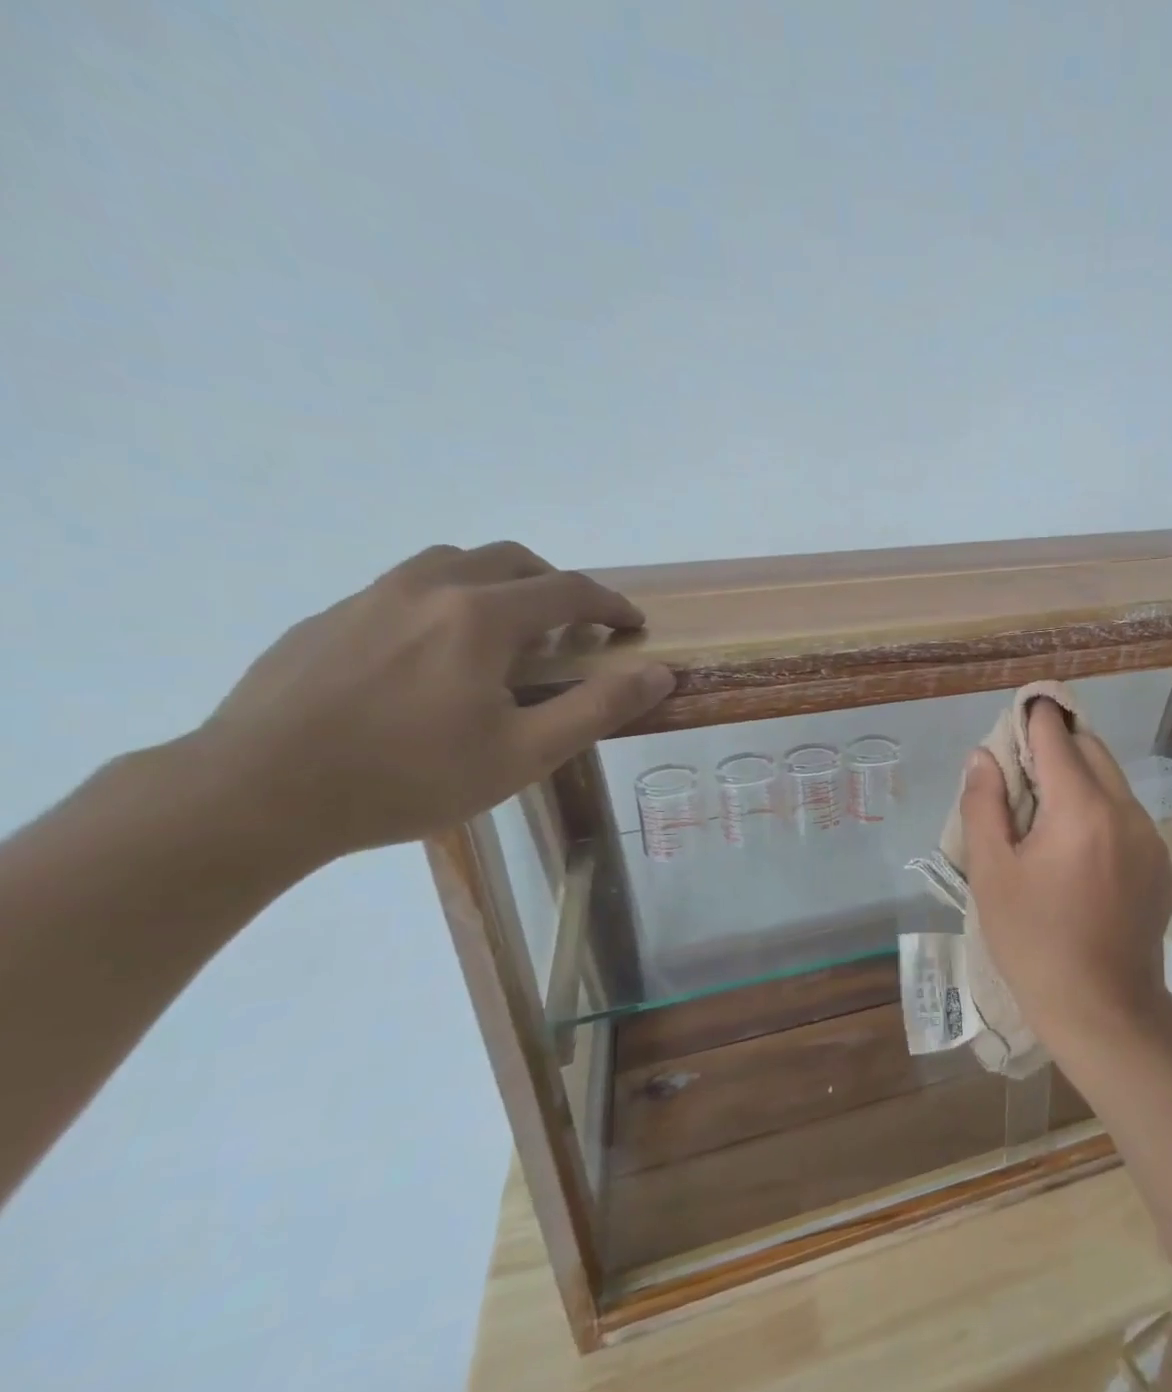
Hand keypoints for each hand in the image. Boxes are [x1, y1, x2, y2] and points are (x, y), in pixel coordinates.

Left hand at [192, 542, 673, 863]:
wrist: (255, 794)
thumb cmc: (408, 777)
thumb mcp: (524, 753)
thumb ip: (598, 707)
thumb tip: (659, 672)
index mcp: (481, 617)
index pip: (568, 589)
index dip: (611, 605)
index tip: (632, 626)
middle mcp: (428, 588)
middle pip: (510, 560)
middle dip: (555, 586)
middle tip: (572, 628)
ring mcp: (369, 598)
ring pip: (451, 564)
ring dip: (496, 585)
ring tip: (504, 635)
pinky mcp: (327, 620)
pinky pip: (402, 590)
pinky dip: (442, 603)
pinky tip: (430, 660)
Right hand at [960, 700, 1171, 1054]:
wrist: (1103, 1011)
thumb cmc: (1035, 943)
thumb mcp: (992, 875)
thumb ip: (984, 806)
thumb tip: (982, 757)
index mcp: (1081, 808)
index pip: (1056, 736)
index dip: (1033, 717)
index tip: (1016, 714)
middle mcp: (1126, 810)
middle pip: (1091, 749)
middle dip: (1057, 745)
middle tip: (1022, 770)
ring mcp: (1151, 837)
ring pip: (1113, 781)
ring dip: (1080, 778)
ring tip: (1046, 814)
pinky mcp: (1162, 863)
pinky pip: (1128, 815)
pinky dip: (1101, 810)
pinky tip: (1079, 852)